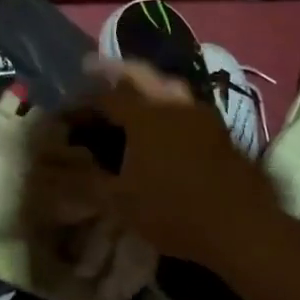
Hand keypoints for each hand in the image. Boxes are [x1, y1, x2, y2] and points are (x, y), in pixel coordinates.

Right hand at [29, 59, 286, 270]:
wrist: (242, 227)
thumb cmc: (174, 212)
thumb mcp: (120, 202)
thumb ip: (86, 181)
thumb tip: (57, 169)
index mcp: (144, 115)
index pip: (105, 96)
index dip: (82, 102)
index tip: (67, 113)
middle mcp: (172, 103)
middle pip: (138, 74)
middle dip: (113, 72)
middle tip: (93, 71)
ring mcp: (200, 113)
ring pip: (166, 84)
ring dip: (144, 84)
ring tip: (129, 94)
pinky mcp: (219, 128)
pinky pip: (184, 103)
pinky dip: (166, 102)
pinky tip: (163, 121)